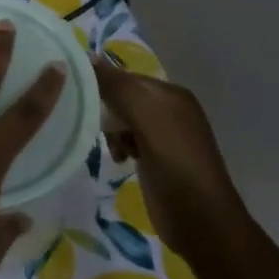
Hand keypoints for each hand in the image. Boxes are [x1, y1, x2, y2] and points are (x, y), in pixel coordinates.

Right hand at [94, 57, 239, 252]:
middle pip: (123, 98)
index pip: (125, 77)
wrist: (201, 221)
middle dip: (107, 110)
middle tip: (95, 127)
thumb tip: (88, 56)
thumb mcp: (146, 119)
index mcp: (171, 94)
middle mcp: (170, 110)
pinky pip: (129, 140)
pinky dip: (120, 146)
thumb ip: (118, 87)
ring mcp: (165, 136)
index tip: (77, 98)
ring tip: (113, 148)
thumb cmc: (175, 164)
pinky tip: (119, 159)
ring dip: (112, 131)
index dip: (102, 84)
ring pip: (123, 120)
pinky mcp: (157, 159)